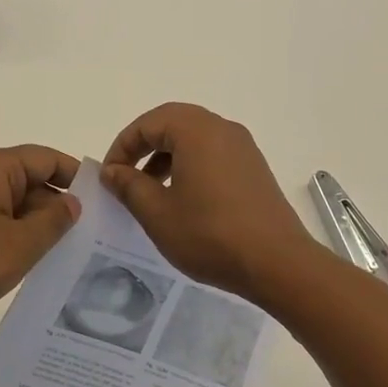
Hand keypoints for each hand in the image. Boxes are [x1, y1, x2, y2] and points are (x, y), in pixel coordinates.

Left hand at [0, 146, 81, 332]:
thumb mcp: (20, 244)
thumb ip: (53, 221)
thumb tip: (72, 202)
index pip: (48, 159)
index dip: (77, 178)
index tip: (105, 204)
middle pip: (33, 181)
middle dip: (60, 208)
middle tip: (93, 238)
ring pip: (16, 206)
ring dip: (39, 227)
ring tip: (70, 255)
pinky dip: (17, 238)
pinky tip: (34, 265)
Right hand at [101, 103, 316, 301]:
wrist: (278, 264)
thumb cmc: (210, 234)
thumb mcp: (157, 212)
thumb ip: (128, 185)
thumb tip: (112, 171)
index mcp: (195, 130)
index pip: (147, 124)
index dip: (122, 147)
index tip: (109, 176)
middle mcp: (221, 128)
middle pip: (171, 123)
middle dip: (143, 146)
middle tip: (125, 175)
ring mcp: (242, 147)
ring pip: (193, 138)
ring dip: (166, 156)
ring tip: (151, 190)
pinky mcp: (254, 168)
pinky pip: (213, 153)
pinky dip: (190, 165)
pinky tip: (183, 198)